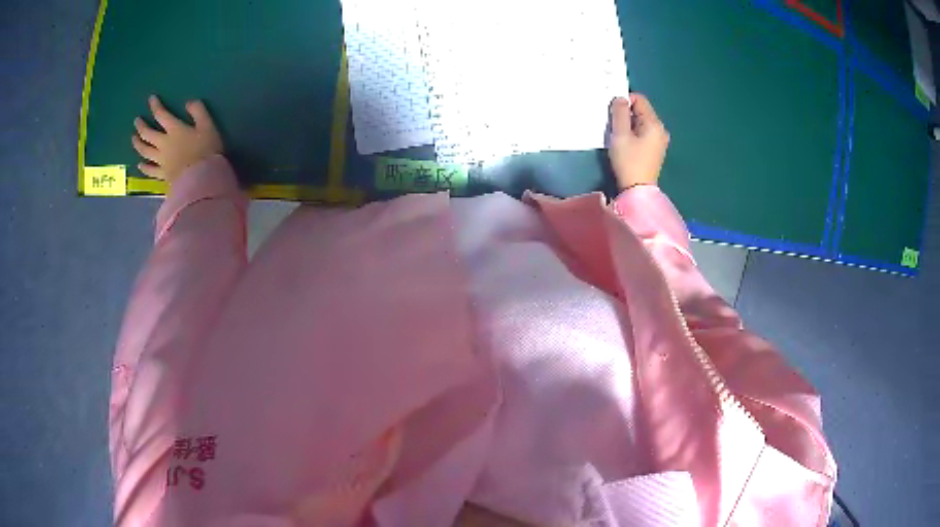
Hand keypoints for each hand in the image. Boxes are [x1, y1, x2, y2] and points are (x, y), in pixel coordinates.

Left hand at [132, 95, 223, 183]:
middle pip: (148, 134)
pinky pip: (150, 171)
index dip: (155, 106)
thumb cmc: (207, 150)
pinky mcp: (163, 175)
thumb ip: (198, 112)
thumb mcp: (208, 126)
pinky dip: (144, 167)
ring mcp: (161, 161)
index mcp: (174, 130)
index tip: (151, 99)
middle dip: (141, 126)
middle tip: (136, 121)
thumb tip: (188, 103)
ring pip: (145, 151)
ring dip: (138, 144)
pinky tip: (140, 164)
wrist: (202, 180)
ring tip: (134, 139)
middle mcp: (164, 144)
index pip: (161, 115)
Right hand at [608, 93, 669, 189]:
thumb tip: (620, 99)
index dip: (625, 101)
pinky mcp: (656, 149)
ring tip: (620, 136)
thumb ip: (620, 112)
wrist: (637, 190)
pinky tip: (627, 144)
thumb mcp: (620, 134)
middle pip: (642, 110)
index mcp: (654, 124)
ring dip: (629, 124)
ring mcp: (660, 140)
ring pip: (642, 122)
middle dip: (627, 113)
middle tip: (614, 125)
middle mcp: (661, 129)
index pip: (640, 99)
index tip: (613, 113)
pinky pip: (644, 133)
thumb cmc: (628, 161)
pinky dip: (634, 133)